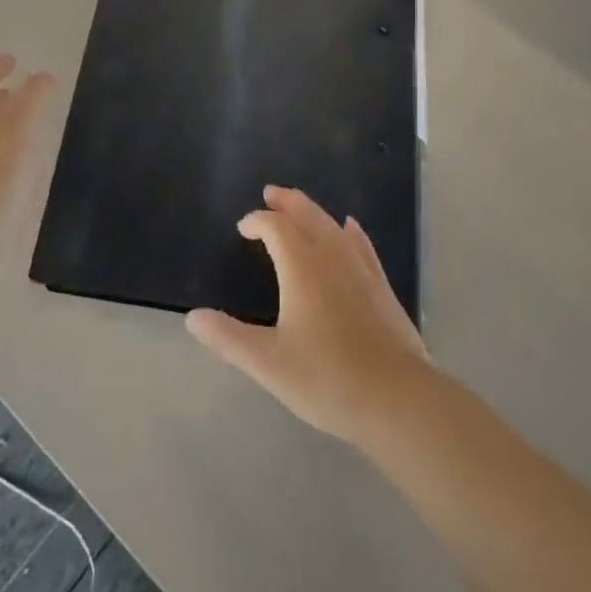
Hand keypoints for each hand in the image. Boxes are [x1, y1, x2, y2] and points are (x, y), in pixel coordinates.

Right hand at [187, 186, 428, 444]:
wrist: (398, 398)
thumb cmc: (327, 378)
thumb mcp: (268, 363)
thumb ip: (229, 338)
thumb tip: (192, 318)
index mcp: (301, 266)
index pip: (275, 227)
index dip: (258, 221)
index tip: (243, 227)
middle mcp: (331, 256)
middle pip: (307, 215)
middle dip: (286, 202)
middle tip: (271, 193)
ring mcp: (361, 268)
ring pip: (333, 226)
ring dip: (313, 212)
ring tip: (300, 207)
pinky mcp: (382, 286)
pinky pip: (361, 245)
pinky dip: (350, 232)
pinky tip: (351, 228)